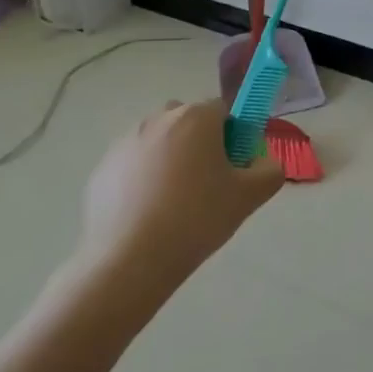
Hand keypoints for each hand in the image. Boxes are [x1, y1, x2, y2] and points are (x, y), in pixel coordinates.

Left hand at [71, 99, 282, 285]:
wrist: (130, 261)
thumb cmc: (197, 219)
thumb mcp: (250, 196)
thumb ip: (270, 170)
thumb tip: (263, 162)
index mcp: (196, 118)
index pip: (223, 110)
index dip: (233, 136)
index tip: (233, 168)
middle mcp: (158, 119)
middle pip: (188, 121)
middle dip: (199, 142)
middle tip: (206, 183)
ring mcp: (125, 142)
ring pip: (158, 141)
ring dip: (169, 158)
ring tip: (173, 203)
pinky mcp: (102, 168)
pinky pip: (132, 164)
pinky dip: (142, 179)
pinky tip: (147, 214)